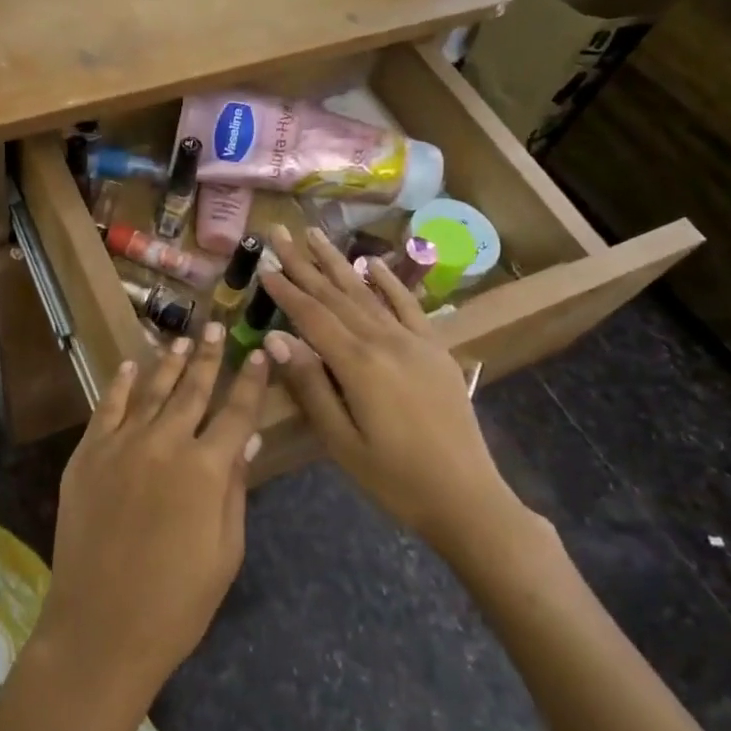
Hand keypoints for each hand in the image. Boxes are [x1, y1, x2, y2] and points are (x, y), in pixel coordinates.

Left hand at [37, 323, 269, 712]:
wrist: (101, 628)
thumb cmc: (177, 602)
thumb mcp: (225, 552)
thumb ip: (235, 491)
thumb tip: (244, 441)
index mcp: (206, 469)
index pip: (237, 412)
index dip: (251, 381)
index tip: (258, 352)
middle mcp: (165, 444)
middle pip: (192, 390)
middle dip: (208, 357)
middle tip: (216, 326)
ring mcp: (121, 446)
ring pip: (151, 391)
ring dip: (169, 363)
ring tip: (181, 340)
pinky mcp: (88, 455)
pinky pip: (107, 408)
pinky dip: (120, 384)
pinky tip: (131, 365)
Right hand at [258, 225, 525, 543]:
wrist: (467, 498)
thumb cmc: (394, 478)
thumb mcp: (341, 440)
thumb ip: (310, 385)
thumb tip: (277, 338)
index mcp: (358, 364)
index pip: (312, 316)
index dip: (285, 289)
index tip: (264, 263)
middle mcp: (385, 341)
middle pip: (335, 295)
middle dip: (304, 263)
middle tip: (279, 233)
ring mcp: (414, 341)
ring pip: (367, 292)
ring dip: (338, 262)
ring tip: (314, 234)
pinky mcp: (435, 349)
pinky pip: (407, 306)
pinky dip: (388, 281)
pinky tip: (371, 263)